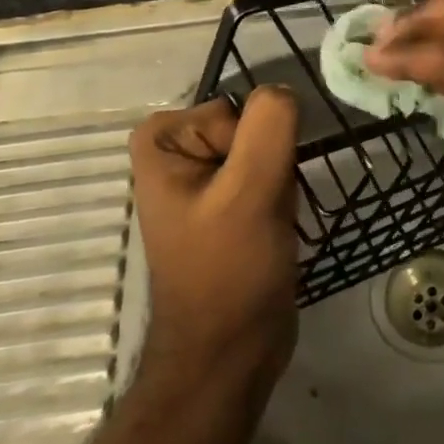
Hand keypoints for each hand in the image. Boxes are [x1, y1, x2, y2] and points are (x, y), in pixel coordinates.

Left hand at [128, 88, 299, 389]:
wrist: (230, 353)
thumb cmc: (229, 272)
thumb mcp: (250, 191)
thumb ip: (269, 126)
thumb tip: (282, 90)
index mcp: (161, 140)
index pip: (236, 110)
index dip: (253, 149)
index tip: (248, 192)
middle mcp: (175, 151)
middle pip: (252, 128)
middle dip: (270, 167)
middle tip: (260, 211)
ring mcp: (201, 178)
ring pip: (266, 151)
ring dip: (279, 184)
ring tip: (267, 224)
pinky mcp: (226, 203)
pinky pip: (267, 175)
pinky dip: (280, 198)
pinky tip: (273, 230)